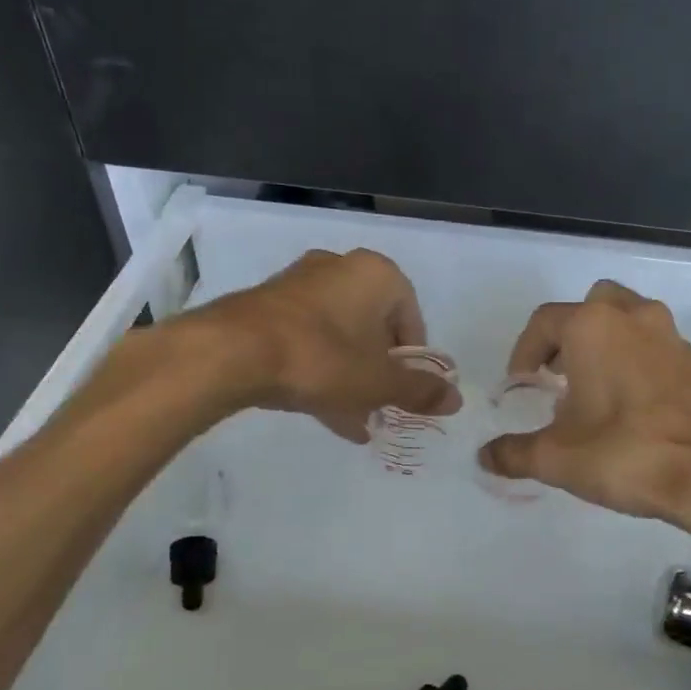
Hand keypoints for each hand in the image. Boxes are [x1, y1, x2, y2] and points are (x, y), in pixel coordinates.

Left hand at [186, 248, 459, 441]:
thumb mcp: (379, 383)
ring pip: (339, 337)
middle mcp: (340, 268)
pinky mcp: (268, 305)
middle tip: (380, 408)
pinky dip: (319, 371)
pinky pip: (308, 340)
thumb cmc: (323, 359)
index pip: (412, 319)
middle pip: (374, 328)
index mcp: (377, 274)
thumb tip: (456, 400)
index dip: (413, 362)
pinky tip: (323, 412)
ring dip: (350, 378)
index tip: (405, 393)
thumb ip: (420, 391)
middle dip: (379, 373)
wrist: (233, 352)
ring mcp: (300, 284)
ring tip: (353, 421)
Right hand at [478, 280, 690, 523]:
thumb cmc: (626, 453)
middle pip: (591, 306)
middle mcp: (632, 317)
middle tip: (557, 374)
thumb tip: (485, 457)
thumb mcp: (557, 458)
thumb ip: (514, 453)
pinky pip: (653, 347)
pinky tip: (628, 406)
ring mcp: (670, 336)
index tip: (520, 384)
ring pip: (627, 322)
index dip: (524, 352)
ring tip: (591, 391)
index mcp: (592, 326)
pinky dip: (634, 362)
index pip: (544, 322)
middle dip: (568, 336)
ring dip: (604, 345)